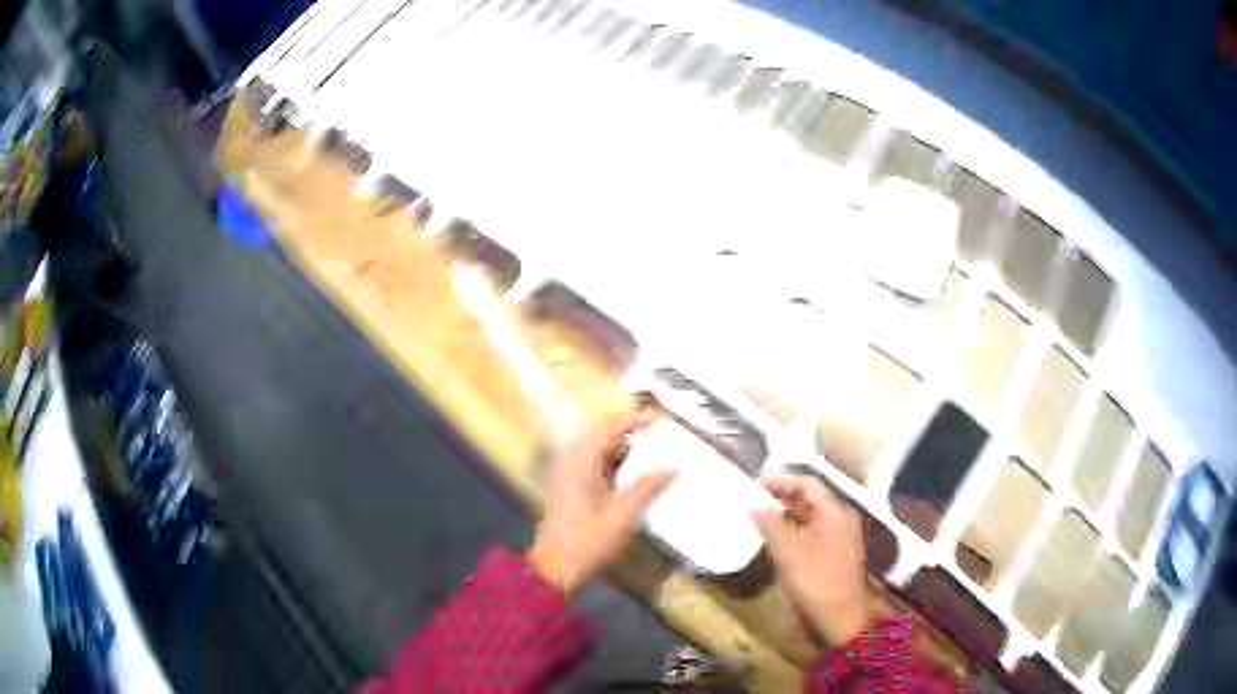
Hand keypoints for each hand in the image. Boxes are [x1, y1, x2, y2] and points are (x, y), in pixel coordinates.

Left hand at [528, 413, 676, 593]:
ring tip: (650, 454)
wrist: (554, 568)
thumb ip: (647, 487)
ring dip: (621, 449)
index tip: (658, 418)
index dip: (633, 419)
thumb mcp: (623, 515)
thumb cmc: (588, 541)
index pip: (608, 426)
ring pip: (596, 449)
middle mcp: (569, 460)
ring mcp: (564, 473)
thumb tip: (673, 467)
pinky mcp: (565, 486)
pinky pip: (590, 463)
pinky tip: (631, 475)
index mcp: (580, 460)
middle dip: (629, 433)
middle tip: (658, 436)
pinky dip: (611, 463)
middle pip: (601, 434)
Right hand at [751, 473, 874, 645]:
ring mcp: (840, 537)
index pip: (807, 484)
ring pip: (811, 516)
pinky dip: (794, 529)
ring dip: (786, 513)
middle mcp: (841, 519)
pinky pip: (812, 531)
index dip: (780, 480)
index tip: (754, 484)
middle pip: (810, 498)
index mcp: (834, 512)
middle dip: (782, 496)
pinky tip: (776, 538)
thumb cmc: (816, 581)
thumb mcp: (789, 552)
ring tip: (760, 516)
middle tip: (754, 498)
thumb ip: (771, 525)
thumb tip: (754, 505)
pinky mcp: (836, 553)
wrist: (841, 618)